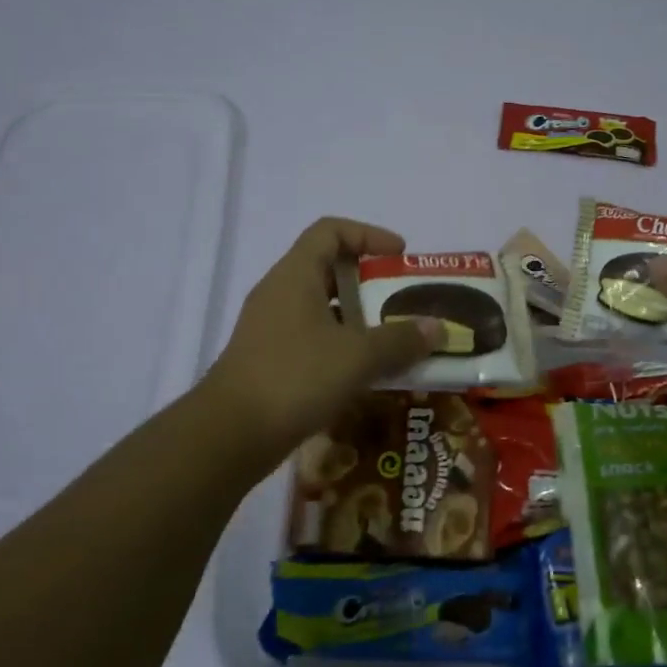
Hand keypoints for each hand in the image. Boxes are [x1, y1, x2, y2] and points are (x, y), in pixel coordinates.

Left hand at [200, 218, 438, 464]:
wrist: (229, 435)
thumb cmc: (295, 377)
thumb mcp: (357, 356)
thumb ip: (400, 340)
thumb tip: (437, 328)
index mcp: (295, 275)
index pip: (331, 231)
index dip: (368, 234)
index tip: (400, 255)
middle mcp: (279, 293)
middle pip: (328, 268)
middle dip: (369, 281)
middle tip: (403, 300)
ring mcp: (269, 327)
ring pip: (320, 307)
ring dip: (357, 318)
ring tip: (391, 339)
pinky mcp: (267, 359)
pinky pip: (311, 337)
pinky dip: (340, 345)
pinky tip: (363, 372)